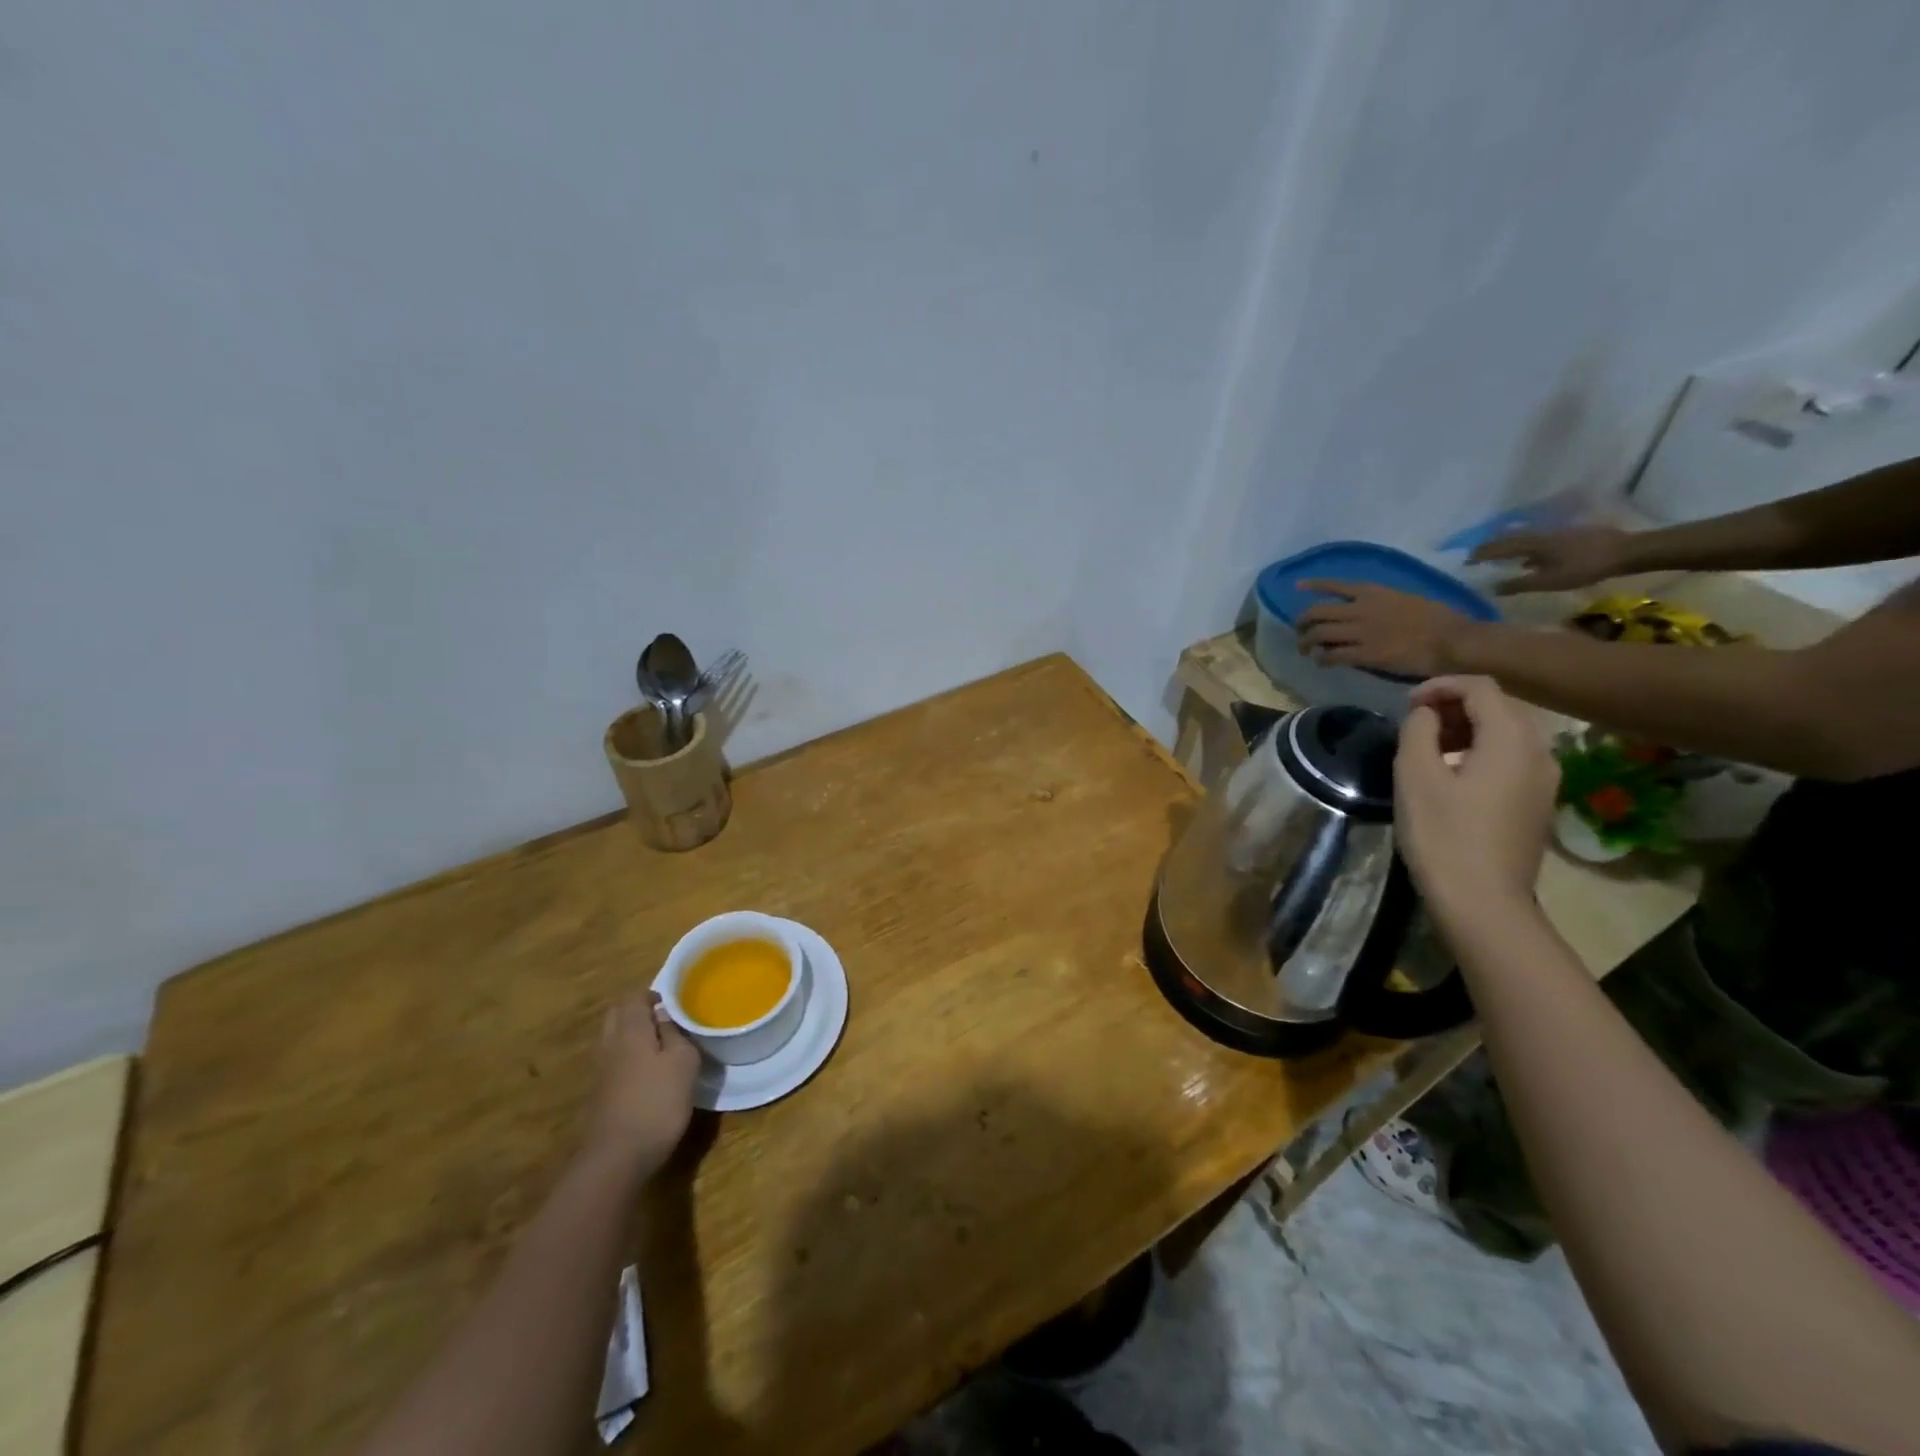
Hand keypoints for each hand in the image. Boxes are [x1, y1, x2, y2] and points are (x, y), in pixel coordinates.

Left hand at [583, 994, 699, 1177]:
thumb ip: (676, 1033)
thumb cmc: (657, 1102)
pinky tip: (647, 1073)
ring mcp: (601, 1071)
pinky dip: (628, 1058)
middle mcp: (610, 1044)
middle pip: (618, 1015)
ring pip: (613, 1039)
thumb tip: (665, 1014)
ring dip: (632, 1035)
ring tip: (660, 1045)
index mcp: (630, 1030)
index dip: (653, 994)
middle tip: (666, 1019)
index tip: (674, 1002)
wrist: (616, 1158)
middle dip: (638, 1011)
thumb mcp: (683, 1062)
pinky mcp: (600, 1095)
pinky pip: (613, 1062)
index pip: (634, 997)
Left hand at [1294, 581, 1471, 676]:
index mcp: (1373, 592)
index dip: (1314, 585)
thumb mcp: (1406, 599)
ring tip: (1306, 651)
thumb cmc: (1439, 618)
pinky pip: (1331, 655)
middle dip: (1302, 623)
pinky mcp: (1363, 653)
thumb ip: (1382, 603)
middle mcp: (1360, 609)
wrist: (1452, 639)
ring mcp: (1360, 631)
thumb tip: (1366, 611)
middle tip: (1300, 633)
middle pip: (1316, 612)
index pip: (1335, 585)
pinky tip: (1322, 662)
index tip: (1298, 586)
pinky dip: (1322, 658)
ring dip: (1306, 643)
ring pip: (1318, 634)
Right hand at [1394, 677, 1557, 921]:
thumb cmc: (1443, 834)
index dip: (1441, 686)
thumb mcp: (1415, 775)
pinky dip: (1481, 750)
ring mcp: (1545, 779)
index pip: (1481, 688)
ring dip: (1468, 728)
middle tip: (1415, 721)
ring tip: (1429, 746)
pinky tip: (1452, 774)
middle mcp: (1540, 751)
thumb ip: (1419, 730)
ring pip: (1508, 733)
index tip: (1407, 703)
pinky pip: (1512, 758)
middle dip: (1456, 704)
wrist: (1483, 901)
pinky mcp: (1538, 802)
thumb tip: (1427, 714)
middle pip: (1500, 706)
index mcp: (1512, 739)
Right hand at [1467, 524, 1631, 593]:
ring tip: (1499, 556)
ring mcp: (1556, 535)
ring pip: (1525, 540)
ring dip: (1509, 547)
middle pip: (1510, 539)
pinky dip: (1527, 550)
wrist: (1627, 551)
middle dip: (1492, 547)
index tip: (1465, 560)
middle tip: (1478, 555)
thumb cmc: (1585, 567)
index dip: (1481, 554)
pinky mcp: (1569, 538)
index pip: (1499, 547)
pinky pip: (1538, 543)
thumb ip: (1520, 584)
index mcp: (1532, 544)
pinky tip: (1530, 559)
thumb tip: (1492, 587)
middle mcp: (1540, 536)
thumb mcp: (1550, 581)